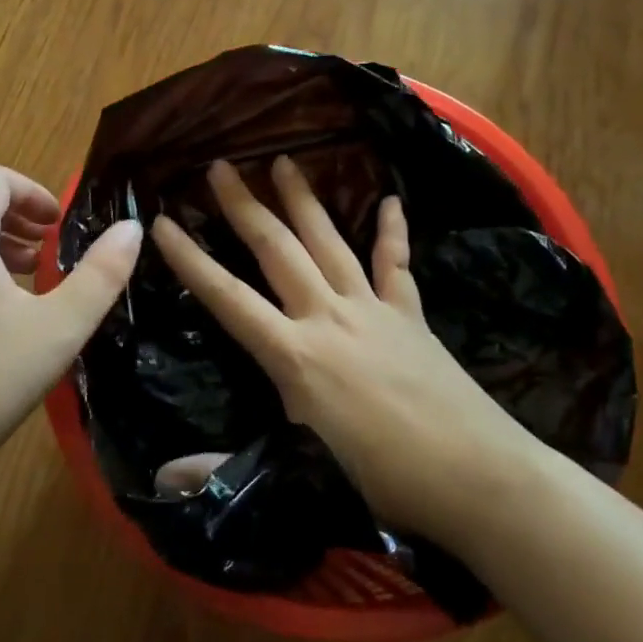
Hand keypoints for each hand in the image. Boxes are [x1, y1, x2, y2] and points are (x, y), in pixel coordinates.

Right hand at [149, 156, 535, 539]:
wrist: (481, 479)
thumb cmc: (385, 480)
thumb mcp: (300, 476)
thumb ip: (226, 466)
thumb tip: (161, 479)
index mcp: (294, 355)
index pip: (227, 298)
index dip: (190, 260)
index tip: (162, 222)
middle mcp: (327, 317)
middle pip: (277, 250)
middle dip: (244, 206)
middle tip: (220, 166)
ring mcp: (373, 310)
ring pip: (328, 242)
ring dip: (303, 200)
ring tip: (283, 161)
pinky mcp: (411, 316)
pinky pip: (396, 264)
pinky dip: (392, 231)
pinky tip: (391, 200)